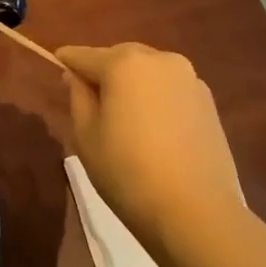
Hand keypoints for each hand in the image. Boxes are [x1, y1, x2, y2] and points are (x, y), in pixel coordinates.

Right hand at [57, 42, 247, 256]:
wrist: (195, 211)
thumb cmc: (127, 171)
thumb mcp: (86, 135)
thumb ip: (78, 96)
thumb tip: (76, 76)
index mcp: (124, 63)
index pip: (85, 55)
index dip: (67, 61)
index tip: (57, 64)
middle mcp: (160, 59)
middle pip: (120, 57)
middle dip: (103, 71)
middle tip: (89, 98)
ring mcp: (190, 79)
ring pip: (148, 72)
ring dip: (132, 84)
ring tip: (123, 116)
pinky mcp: (208, 101)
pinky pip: (170, 89)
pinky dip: (155, 98)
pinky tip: (151, 128)